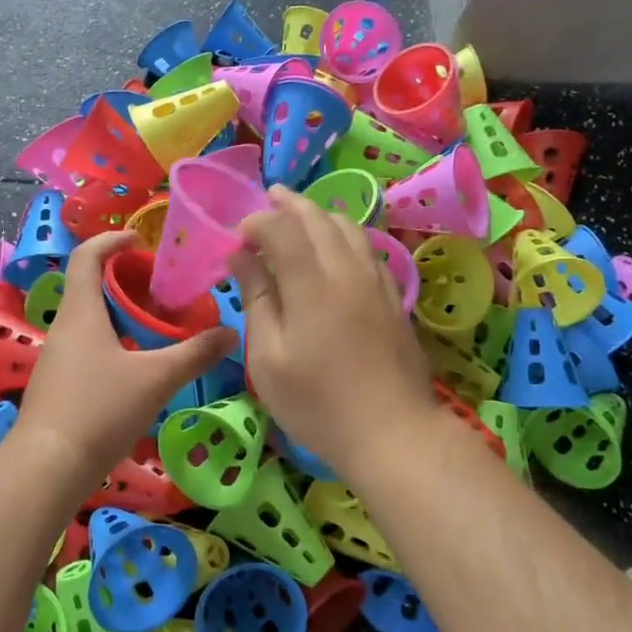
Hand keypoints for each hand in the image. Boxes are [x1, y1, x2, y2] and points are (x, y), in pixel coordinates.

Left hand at [10, 231, 237, 480]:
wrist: (47, 467)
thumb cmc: (99, 410)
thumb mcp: (156, 379)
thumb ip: (195, 354)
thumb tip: (232, 333)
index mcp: (81, 313)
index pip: (87, 257)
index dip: (110, 240)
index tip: (138, 239)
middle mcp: (63, 328)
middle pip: (88, 288)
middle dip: (123, 281)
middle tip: (160, 289)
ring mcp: (56, 359)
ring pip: (88, 321)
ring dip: (118, 314)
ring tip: (154, 326)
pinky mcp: (57, 386)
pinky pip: (85, 348)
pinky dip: (111, 342)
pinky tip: (135, 366)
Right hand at [231, 186, 436, 472]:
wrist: (393, 432)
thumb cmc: (318, 403)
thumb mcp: (268, 357)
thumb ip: (256, 299)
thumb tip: (240, 256)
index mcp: (311, 282)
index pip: (281, 228)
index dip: (257, 223)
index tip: (238, 239)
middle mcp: (346, 269)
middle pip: (318, 217)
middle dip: (289, 204)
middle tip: (268, 199)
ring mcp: (376, 281)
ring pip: (349, 227)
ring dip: (321, 214)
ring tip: (301, 216)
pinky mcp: (393, 297)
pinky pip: (368, 248)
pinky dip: (346, 235)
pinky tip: (338, 248)